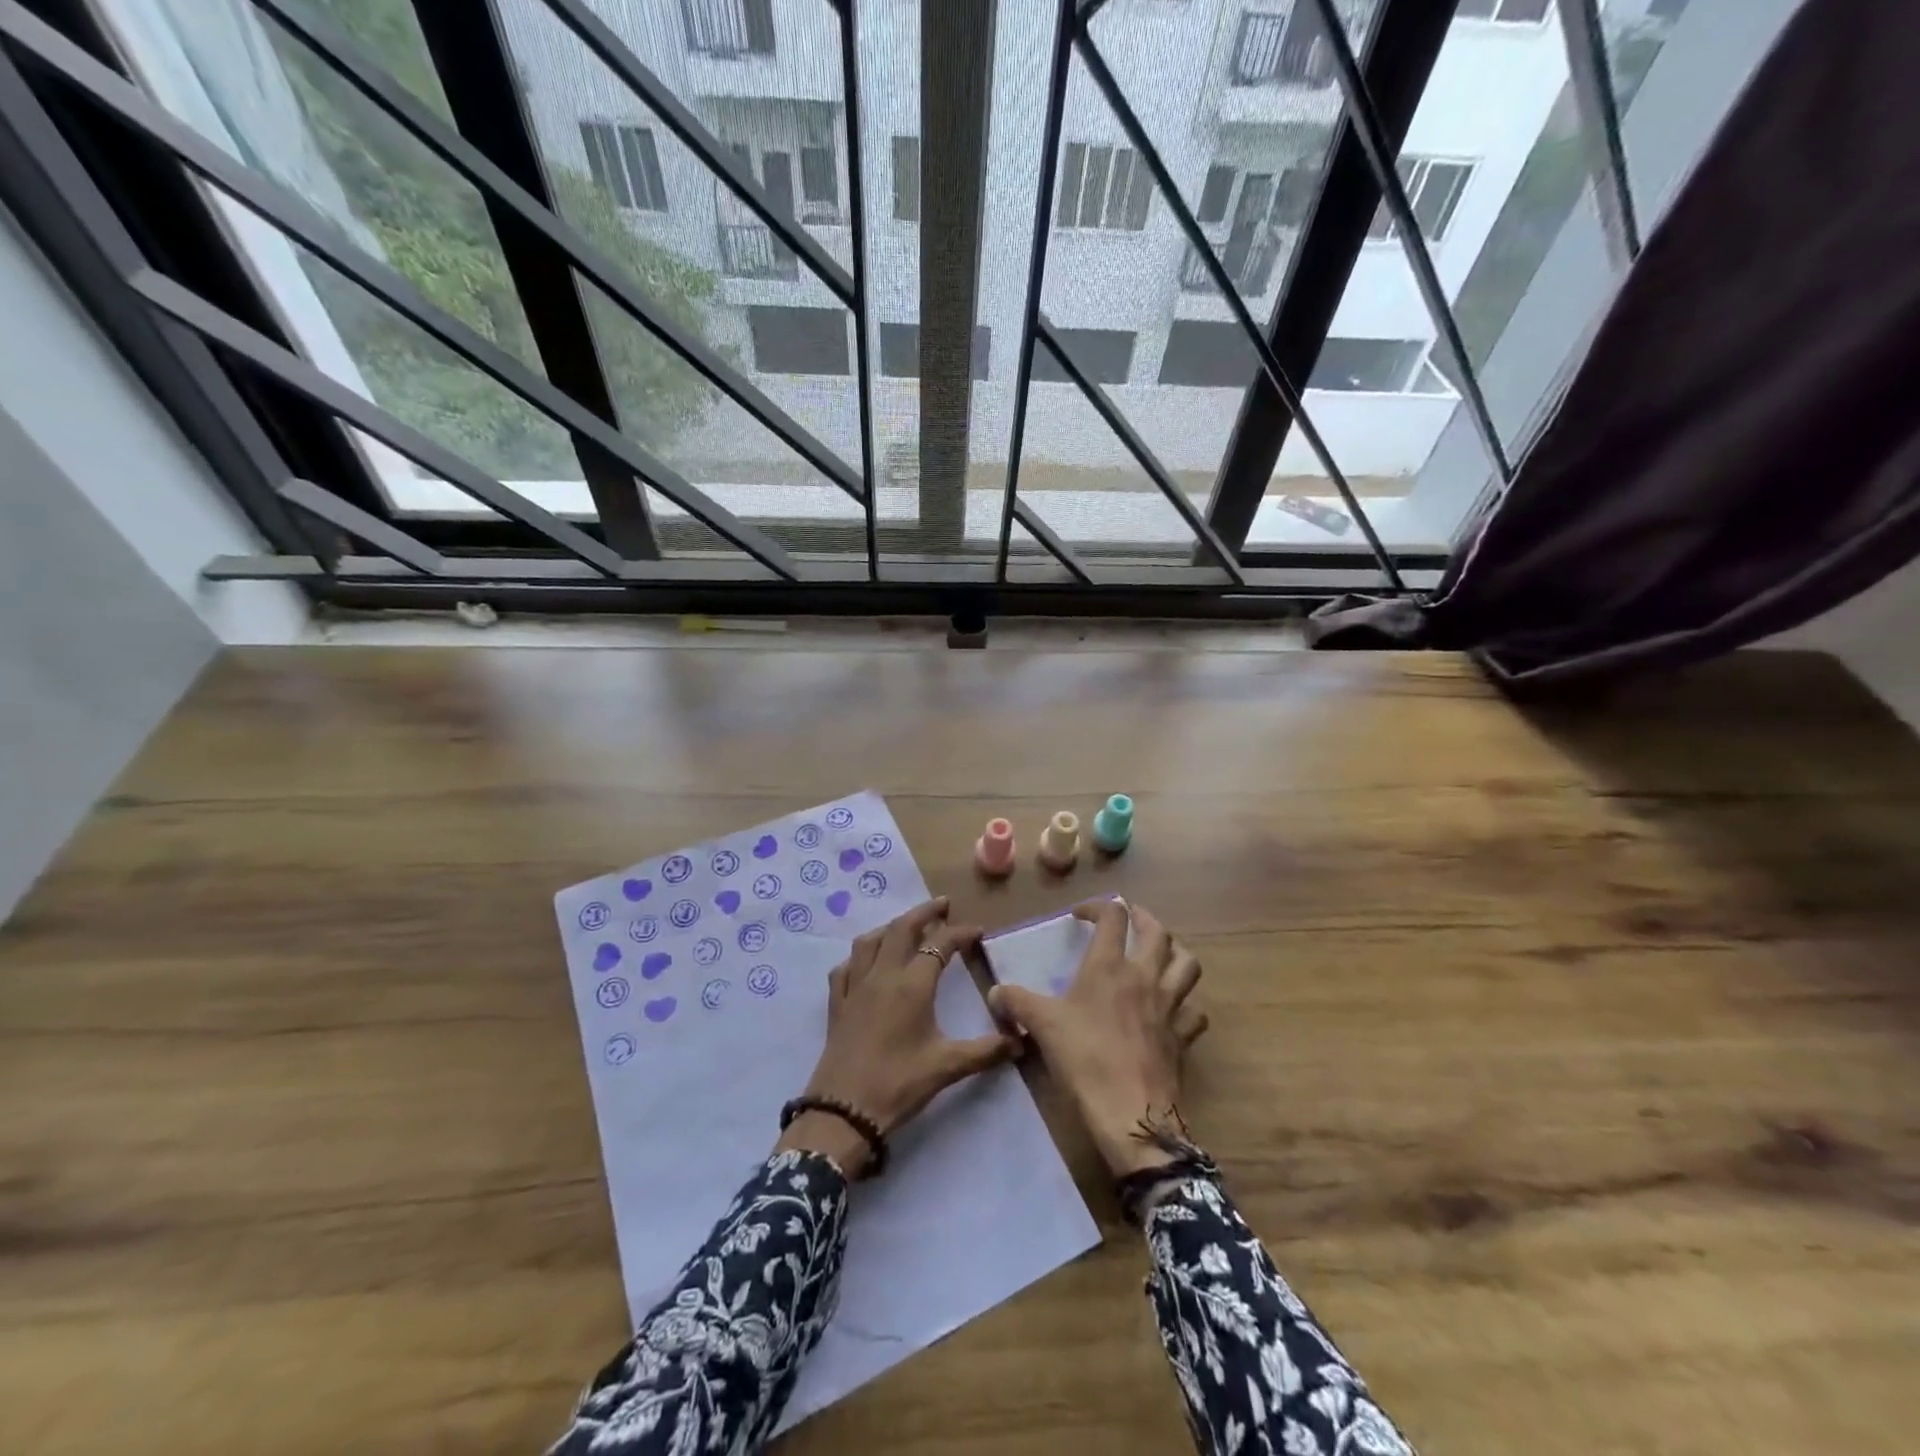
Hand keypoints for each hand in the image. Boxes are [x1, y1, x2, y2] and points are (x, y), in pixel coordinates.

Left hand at [777, 897, 1019, 1176]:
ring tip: (906, 927)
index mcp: (912, 984)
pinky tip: (866, 962)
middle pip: (902, 929)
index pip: (940, 945)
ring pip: (870, 941)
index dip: (960, 933)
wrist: (844, 1112)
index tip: (978, 931)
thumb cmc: (898, 1083)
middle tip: (943, 905)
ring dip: (891, 927)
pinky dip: (860, 956)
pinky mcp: (836, 1004)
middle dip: (924, 913)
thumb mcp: (947, 1067)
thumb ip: (986, 1051)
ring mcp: (855, 987)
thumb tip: (1020, 1041)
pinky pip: (845, 967)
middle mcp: (882, 975)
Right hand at [988, 899, 1206, 1176]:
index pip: (1113, 917)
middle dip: (1144, 918)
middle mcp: (1144, 977)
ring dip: (1176, 952)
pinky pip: (1194, 1012)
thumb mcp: (1041, 1026)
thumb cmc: (1084, 1059)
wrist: (1131, 1113)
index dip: (1098, 907)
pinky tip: (1175, 1010)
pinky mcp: (1182, 1037)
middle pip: (1158, 932)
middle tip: (1130, 919)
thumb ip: (1016, 1002)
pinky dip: (1187, 1005)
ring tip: (1161, 953)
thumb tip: (994, 992)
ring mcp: (1169, 1006)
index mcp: (1109, 966)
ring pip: (1188, 964)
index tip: (1081, 915)